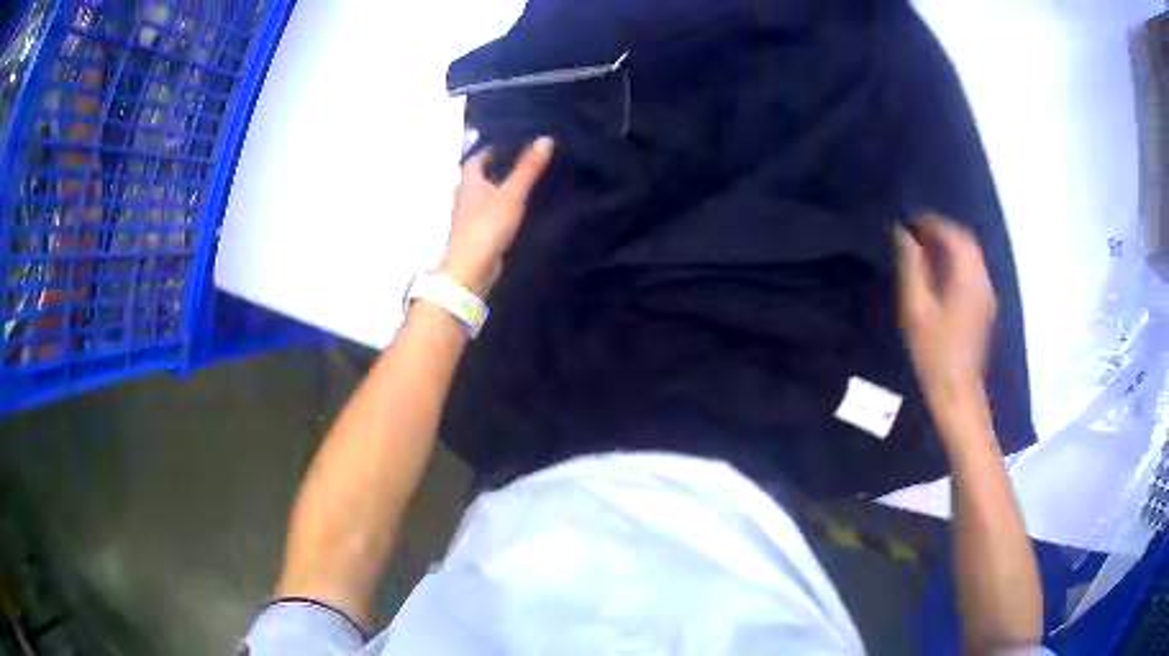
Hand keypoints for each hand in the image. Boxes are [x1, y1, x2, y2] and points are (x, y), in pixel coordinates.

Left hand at [440, 137, 554, 295]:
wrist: (471, 269)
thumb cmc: (487, 225)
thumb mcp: (512, 193)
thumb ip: (528, 168)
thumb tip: (546, 138)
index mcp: (468, 180)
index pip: (479, 156)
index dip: (496, 147)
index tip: (517, 141)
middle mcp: (465, 194)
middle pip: (483, 174)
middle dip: (501, 166)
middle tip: (528, 158)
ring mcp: (470, 215)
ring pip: (488, 193)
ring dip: (503, 187)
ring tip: (529, 179)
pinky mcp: (478, 232)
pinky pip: (493, 211)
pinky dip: (504, 205)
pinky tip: (521, 206)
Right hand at [896, 214, 995, 405]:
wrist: (956, 392)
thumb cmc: (934, 353)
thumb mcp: (916, 309)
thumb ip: (911, 267)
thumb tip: (903, 235)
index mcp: (968, 279)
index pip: (957, 236)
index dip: (934, 223)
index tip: (911, 221)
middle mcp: (982, 282)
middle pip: (967, 244)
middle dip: (943, 232)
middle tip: (916, 233)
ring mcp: (986, 297)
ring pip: (971, 258)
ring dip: (949, 247)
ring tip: (923, 250)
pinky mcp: (984, 309)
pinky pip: (972, 273)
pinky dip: (955, 263)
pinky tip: (938, 274)